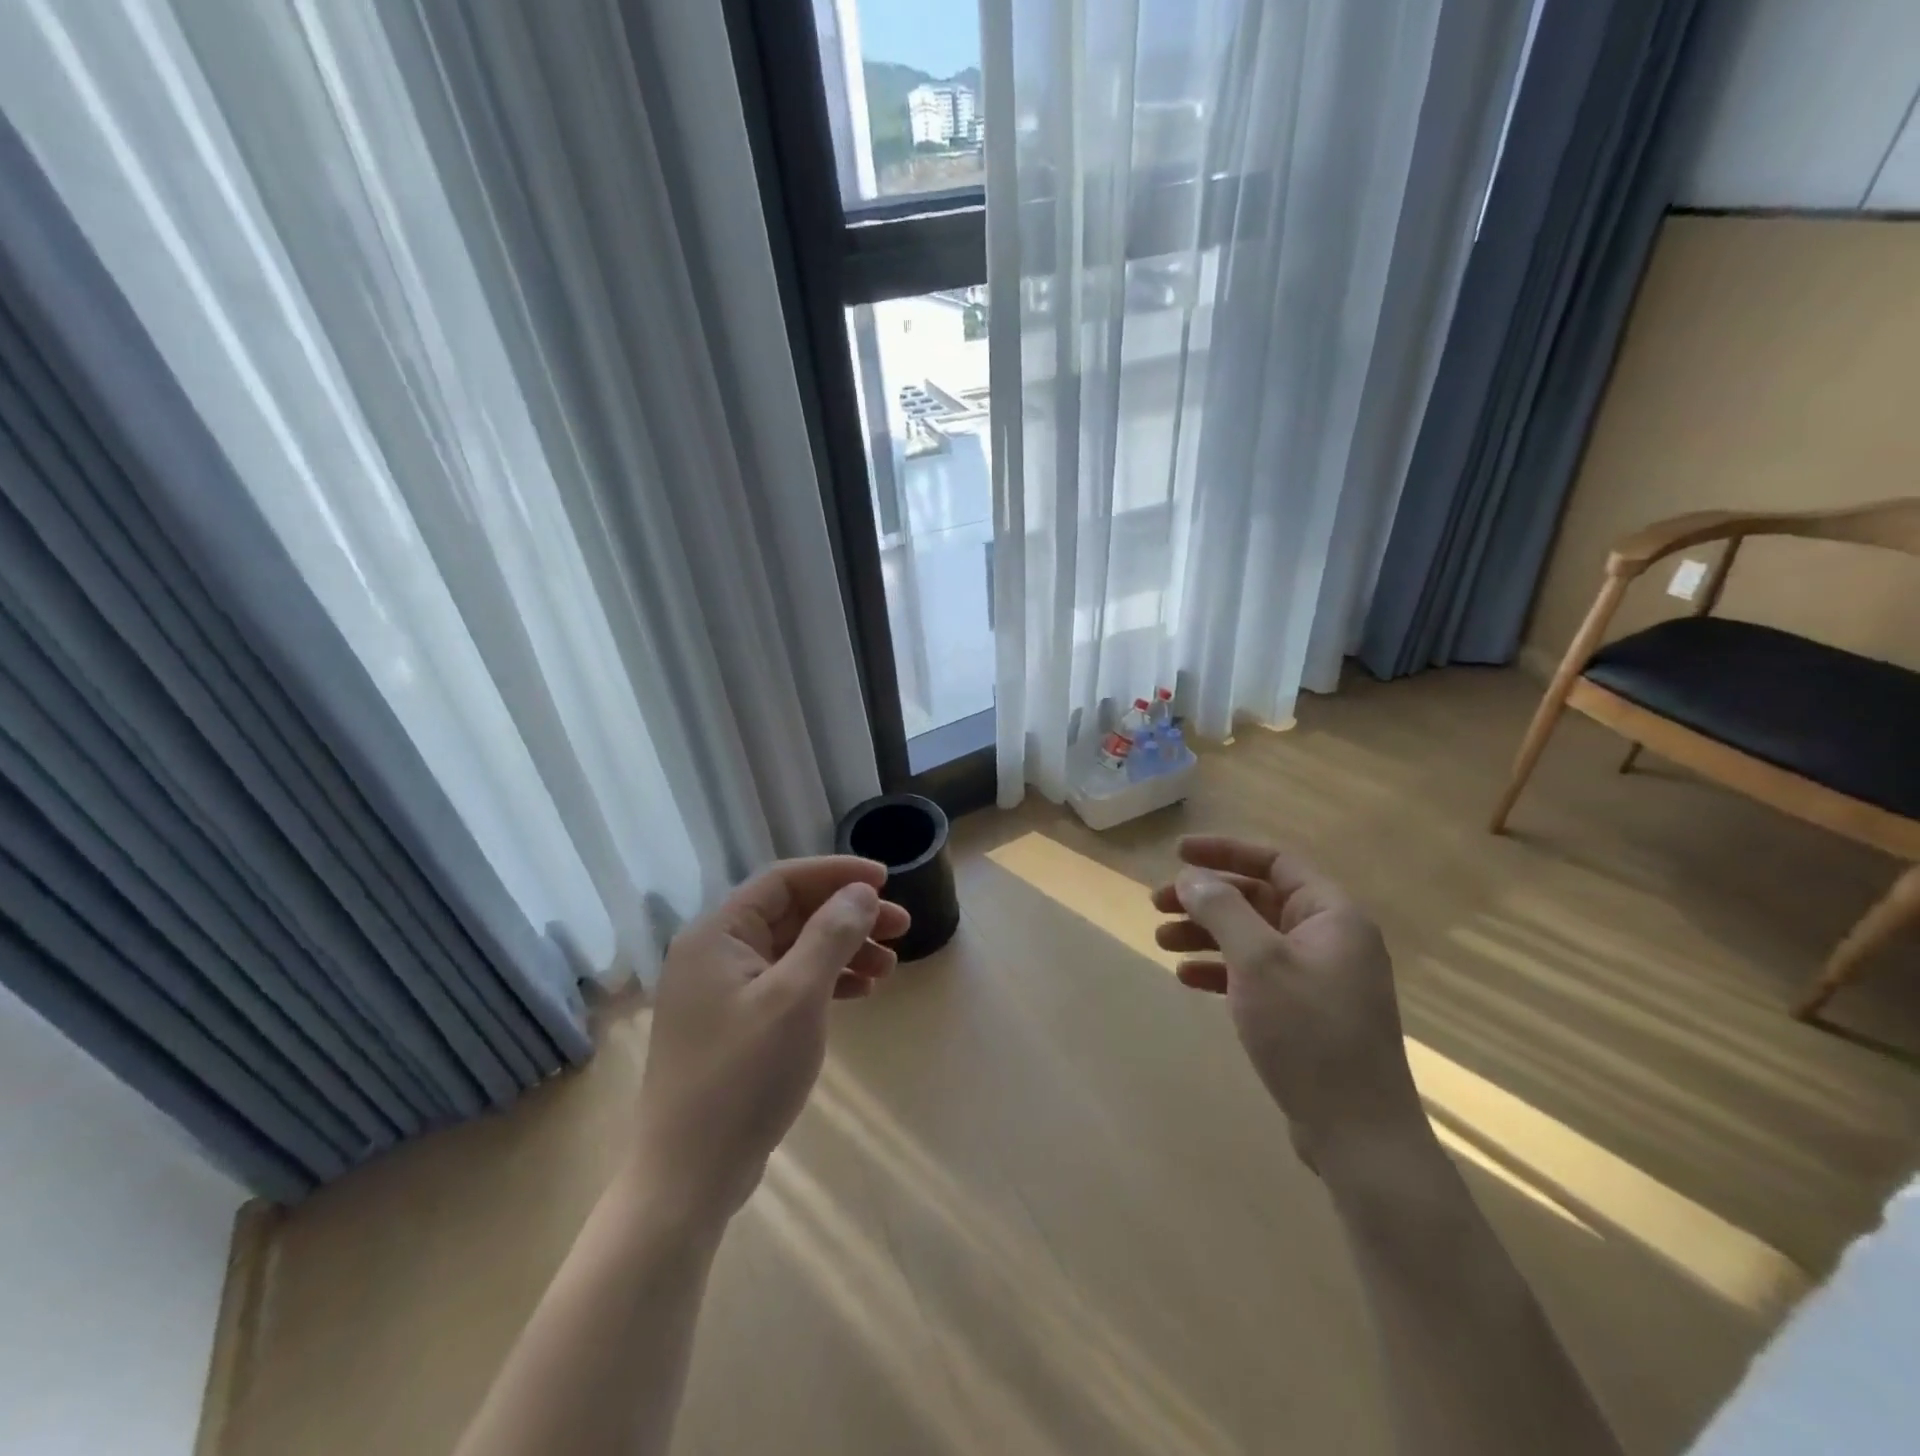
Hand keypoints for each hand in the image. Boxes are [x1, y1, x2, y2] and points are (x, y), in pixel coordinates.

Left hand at [631, 856, 910, 1223]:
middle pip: (792, 913)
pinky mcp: (735, 1025)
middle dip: (848, 916)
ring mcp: (723, 992)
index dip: (837, 874)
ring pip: (794, 950)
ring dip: (843, 950)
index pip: (783, 880)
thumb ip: (831, 935)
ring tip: (890, 967)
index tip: (886, 881)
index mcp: (718, 934)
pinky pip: (787, 984)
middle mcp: (715, 953)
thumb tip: (860, 892)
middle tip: (902, 927)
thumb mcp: (797, 998)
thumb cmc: (744, 1077)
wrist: (689, 1178)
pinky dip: (826, 981)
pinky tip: (861, 993)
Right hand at [1152, 836, 1421, 1171]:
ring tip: (1161, 940)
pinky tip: (1186, 977)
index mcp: (1331, 914)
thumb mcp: (1258, 961)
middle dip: (1206, 898)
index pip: (1274, 861)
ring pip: (1251, 937)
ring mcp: (1317, 977)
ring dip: (1206, 933)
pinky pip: (1255, 973)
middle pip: (1257, 898)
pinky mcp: (1304, 1011)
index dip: (1224, 851)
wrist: (1358, 1133)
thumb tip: (1190, 876)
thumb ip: (1222, 910)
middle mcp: (1328, 938)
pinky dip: (1220, 969)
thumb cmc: (1309, 1033)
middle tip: (1157, 903)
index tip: (1177, 854)